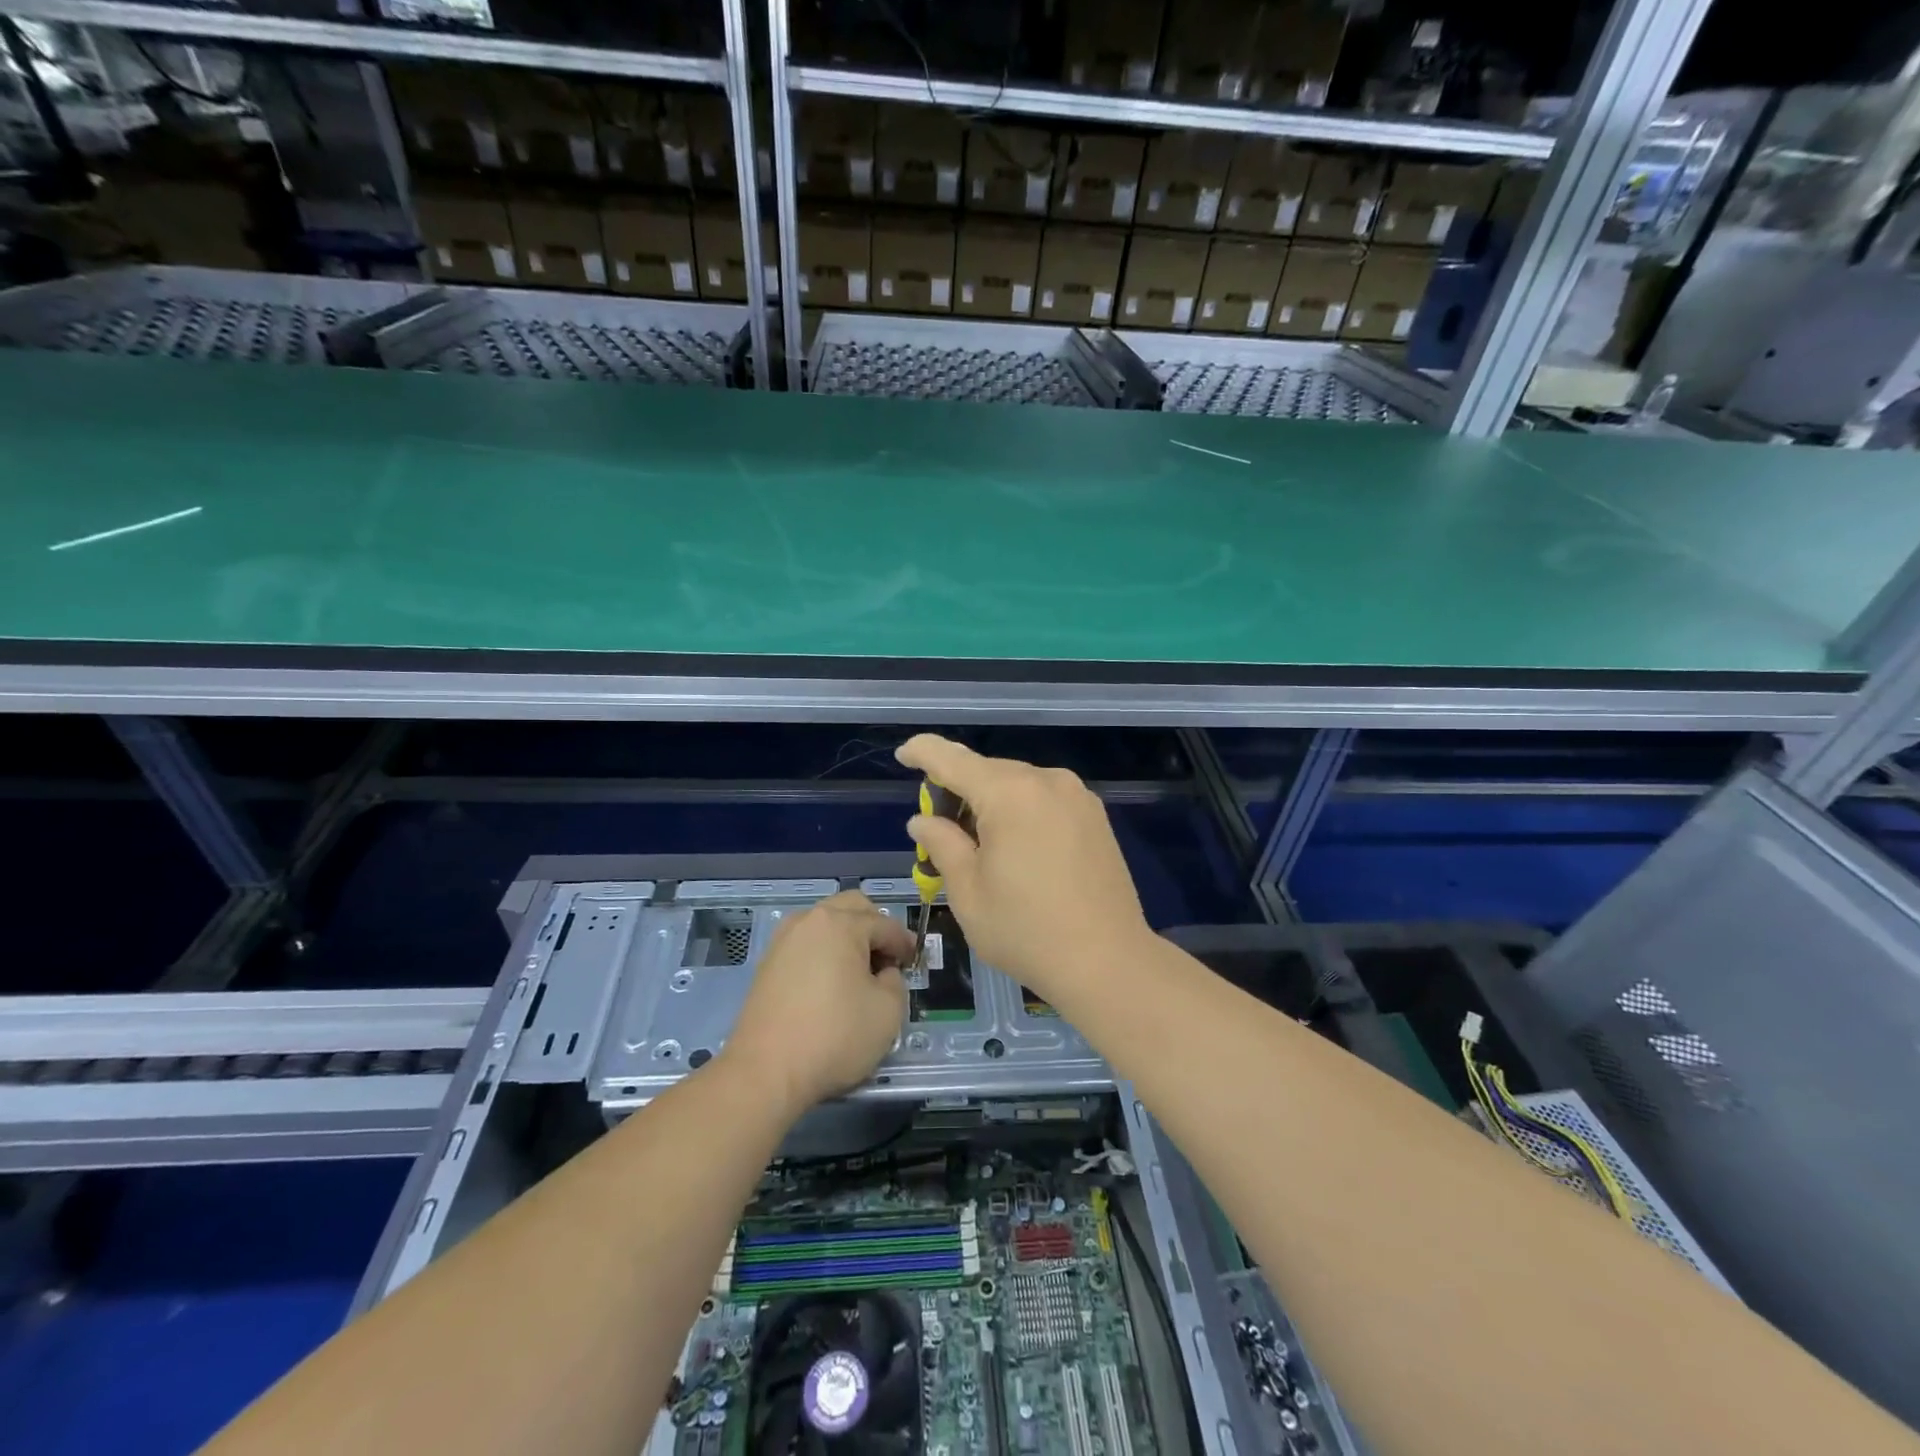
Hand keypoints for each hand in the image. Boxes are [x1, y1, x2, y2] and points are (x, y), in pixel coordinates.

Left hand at [721, 890, 912, 1119]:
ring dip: (847, 936)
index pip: (885, 925)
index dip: (905, 944)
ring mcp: (784, 939)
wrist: (765, 1072)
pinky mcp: (768, 962)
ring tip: (858, 972)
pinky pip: (806, 943)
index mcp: (841, 923)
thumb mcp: (888, 1012)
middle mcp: (810, 920)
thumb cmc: (834, 1036)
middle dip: (875, 927)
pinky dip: (824, 952)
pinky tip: (830, 983)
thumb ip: (895, 981)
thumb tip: (882, 973)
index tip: (914, 963)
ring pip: (826, 922)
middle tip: (887, 960)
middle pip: (852, 907)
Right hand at [895, 734, 1151, 1006]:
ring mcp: (1077, 796)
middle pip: (987, 771)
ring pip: (1018, 785)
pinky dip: (1021, 811)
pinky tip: (1018, 850)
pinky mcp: (1095, 816)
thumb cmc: (1026, 930)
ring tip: (981, 848)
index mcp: (1009, 793)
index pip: (952, 759)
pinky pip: (1044, 799)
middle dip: (958, 791)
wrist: (1108, 962)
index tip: (903, 754)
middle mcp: (1046, 781)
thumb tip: (923, 821)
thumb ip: (941, 844)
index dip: (923, 752)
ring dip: (991, 803)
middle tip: (940, 830)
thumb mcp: (968, 892)